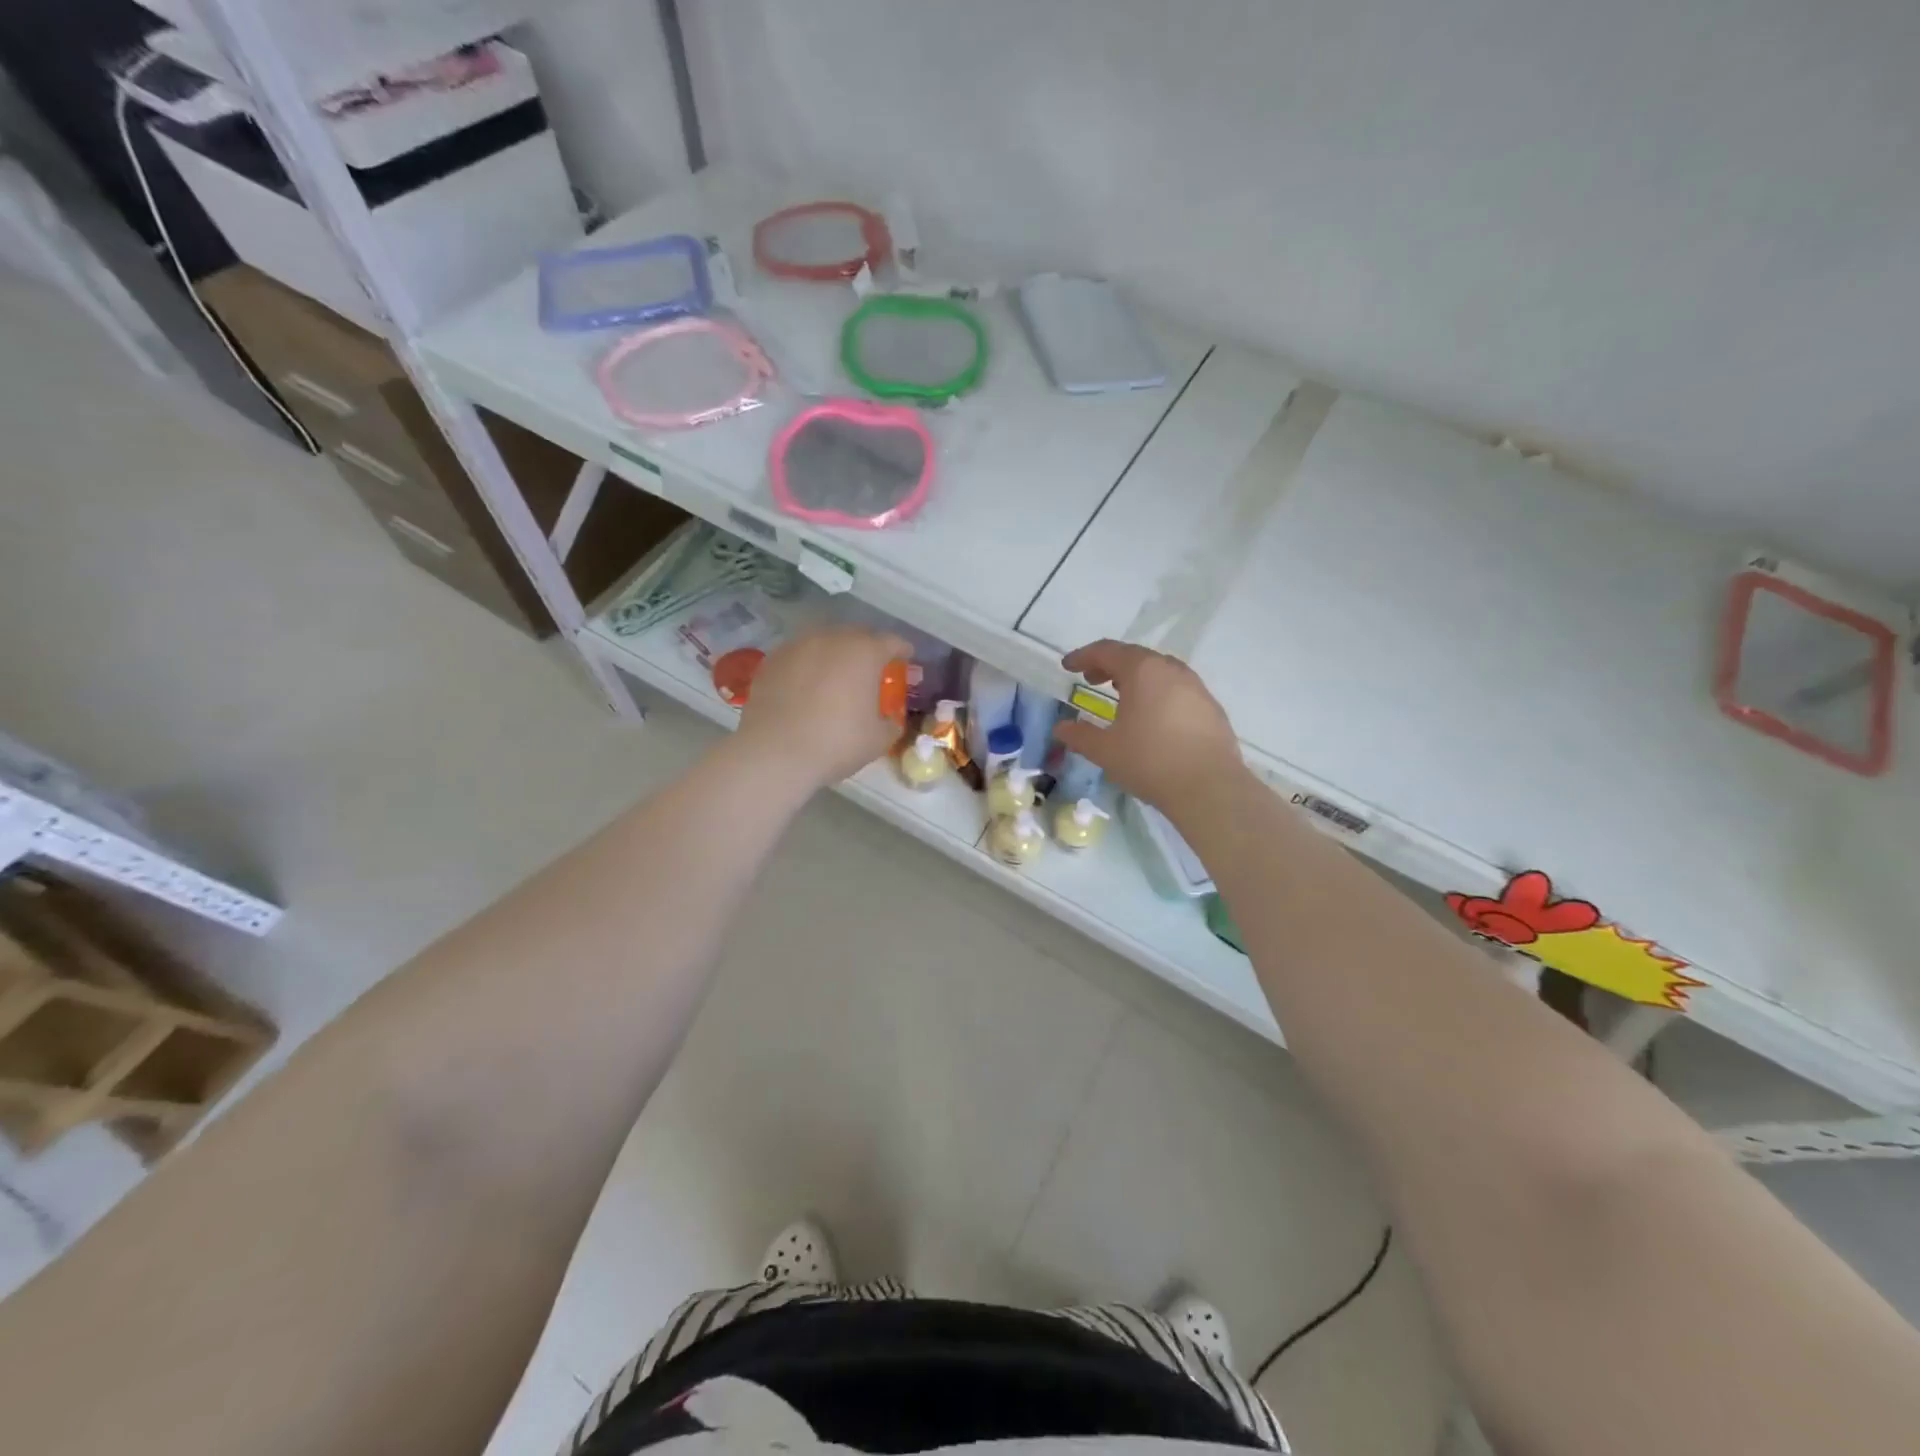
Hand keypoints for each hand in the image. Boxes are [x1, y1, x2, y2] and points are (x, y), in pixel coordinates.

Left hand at [736, 625, 911, 787]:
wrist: (774, 752)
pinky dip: (808, 665)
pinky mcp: (772, 660)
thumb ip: (891, 723)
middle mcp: (831, 639)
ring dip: (835, 653)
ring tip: (836, 674)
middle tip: (871, 668)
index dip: (902, 649)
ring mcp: (797, 646)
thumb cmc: (836, 743)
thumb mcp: (878, 739)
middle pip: (856, 635)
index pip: (891, 642)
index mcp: (864, 653)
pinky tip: (806, 685)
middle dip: (867, 648)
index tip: (906, 658)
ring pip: (824, 641)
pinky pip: (799, 655)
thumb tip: (890, 719)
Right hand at [1053, 640, 1248, 816]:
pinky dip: (1157, 693)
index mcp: (1143, 671)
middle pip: (1135, 656)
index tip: (1067, 666)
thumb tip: (1061, 728)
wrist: (1209, 788)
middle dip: (1109, 665)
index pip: (1107, 651)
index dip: (1083, 656)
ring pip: (1159, 672)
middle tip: (1091, 680)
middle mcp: (1171, 670)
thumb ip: (1080, 735)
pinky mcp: (1211, 708)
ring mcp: (1196, 687)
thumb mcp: (1105, 751)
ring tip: (1121, 696)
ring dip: (1136, 678)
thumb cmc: (1150, 761)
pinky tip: (1153, 718)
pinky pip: (1177, 689)